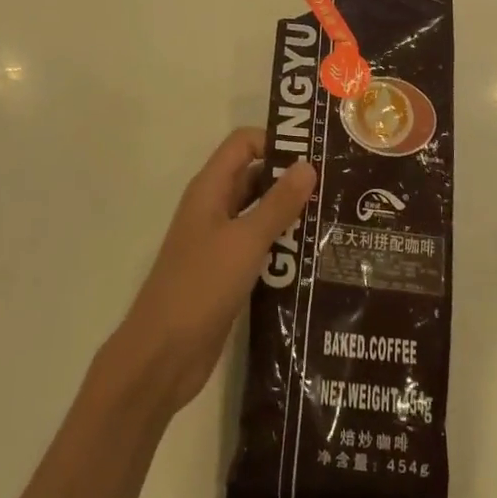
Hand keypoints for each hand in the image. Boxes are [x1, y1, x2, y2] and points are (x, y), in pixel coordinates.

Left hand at [111, 128, 316, 415]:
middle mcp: (214, 208)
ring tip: (334, 219)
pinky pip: (258, 246)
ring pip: (259, 213)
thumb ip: (277, 203)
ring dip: (290, 214)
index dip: (275, 141)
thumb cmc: (200, 286)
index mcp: (210, 189)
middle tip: (334, 186)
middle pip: (254, 176)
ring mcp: (219, 242)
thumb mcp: (245, 241)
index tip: (314, 154)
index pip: (243, 144)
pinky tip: (314, 257)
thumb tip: (308, 164)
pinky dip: (282, 246)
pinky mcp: (226, 273)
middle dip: (290, 178)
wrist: (162, 356)